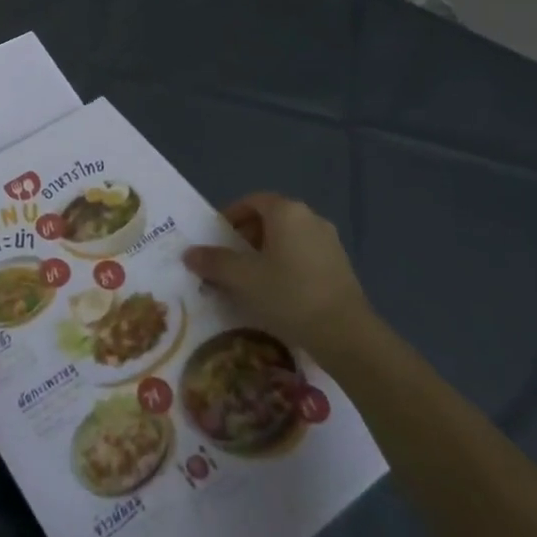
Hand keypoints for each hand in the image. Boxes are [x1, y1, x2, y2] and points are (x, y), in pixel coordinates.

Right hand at [183, 195, 371, 352]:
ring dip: (266, 254)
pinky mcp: (341, 266)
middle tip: (229, 262)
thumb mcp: (243, 278)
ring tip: (250, 281)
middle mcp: (311, 218)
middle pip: (269, 219)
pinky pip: (304, 256)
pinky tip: (278, 294)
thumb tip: (189, 253)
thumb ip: (214, 262)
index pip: (251, 201)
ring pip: (287, 239)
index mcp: (287, 211)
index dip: (230, 217)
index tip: (217, 240)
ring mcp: (330, 242)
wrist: (347, 335)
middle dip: (246, 237)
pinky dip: (286, 267)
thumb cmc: (289, 295)